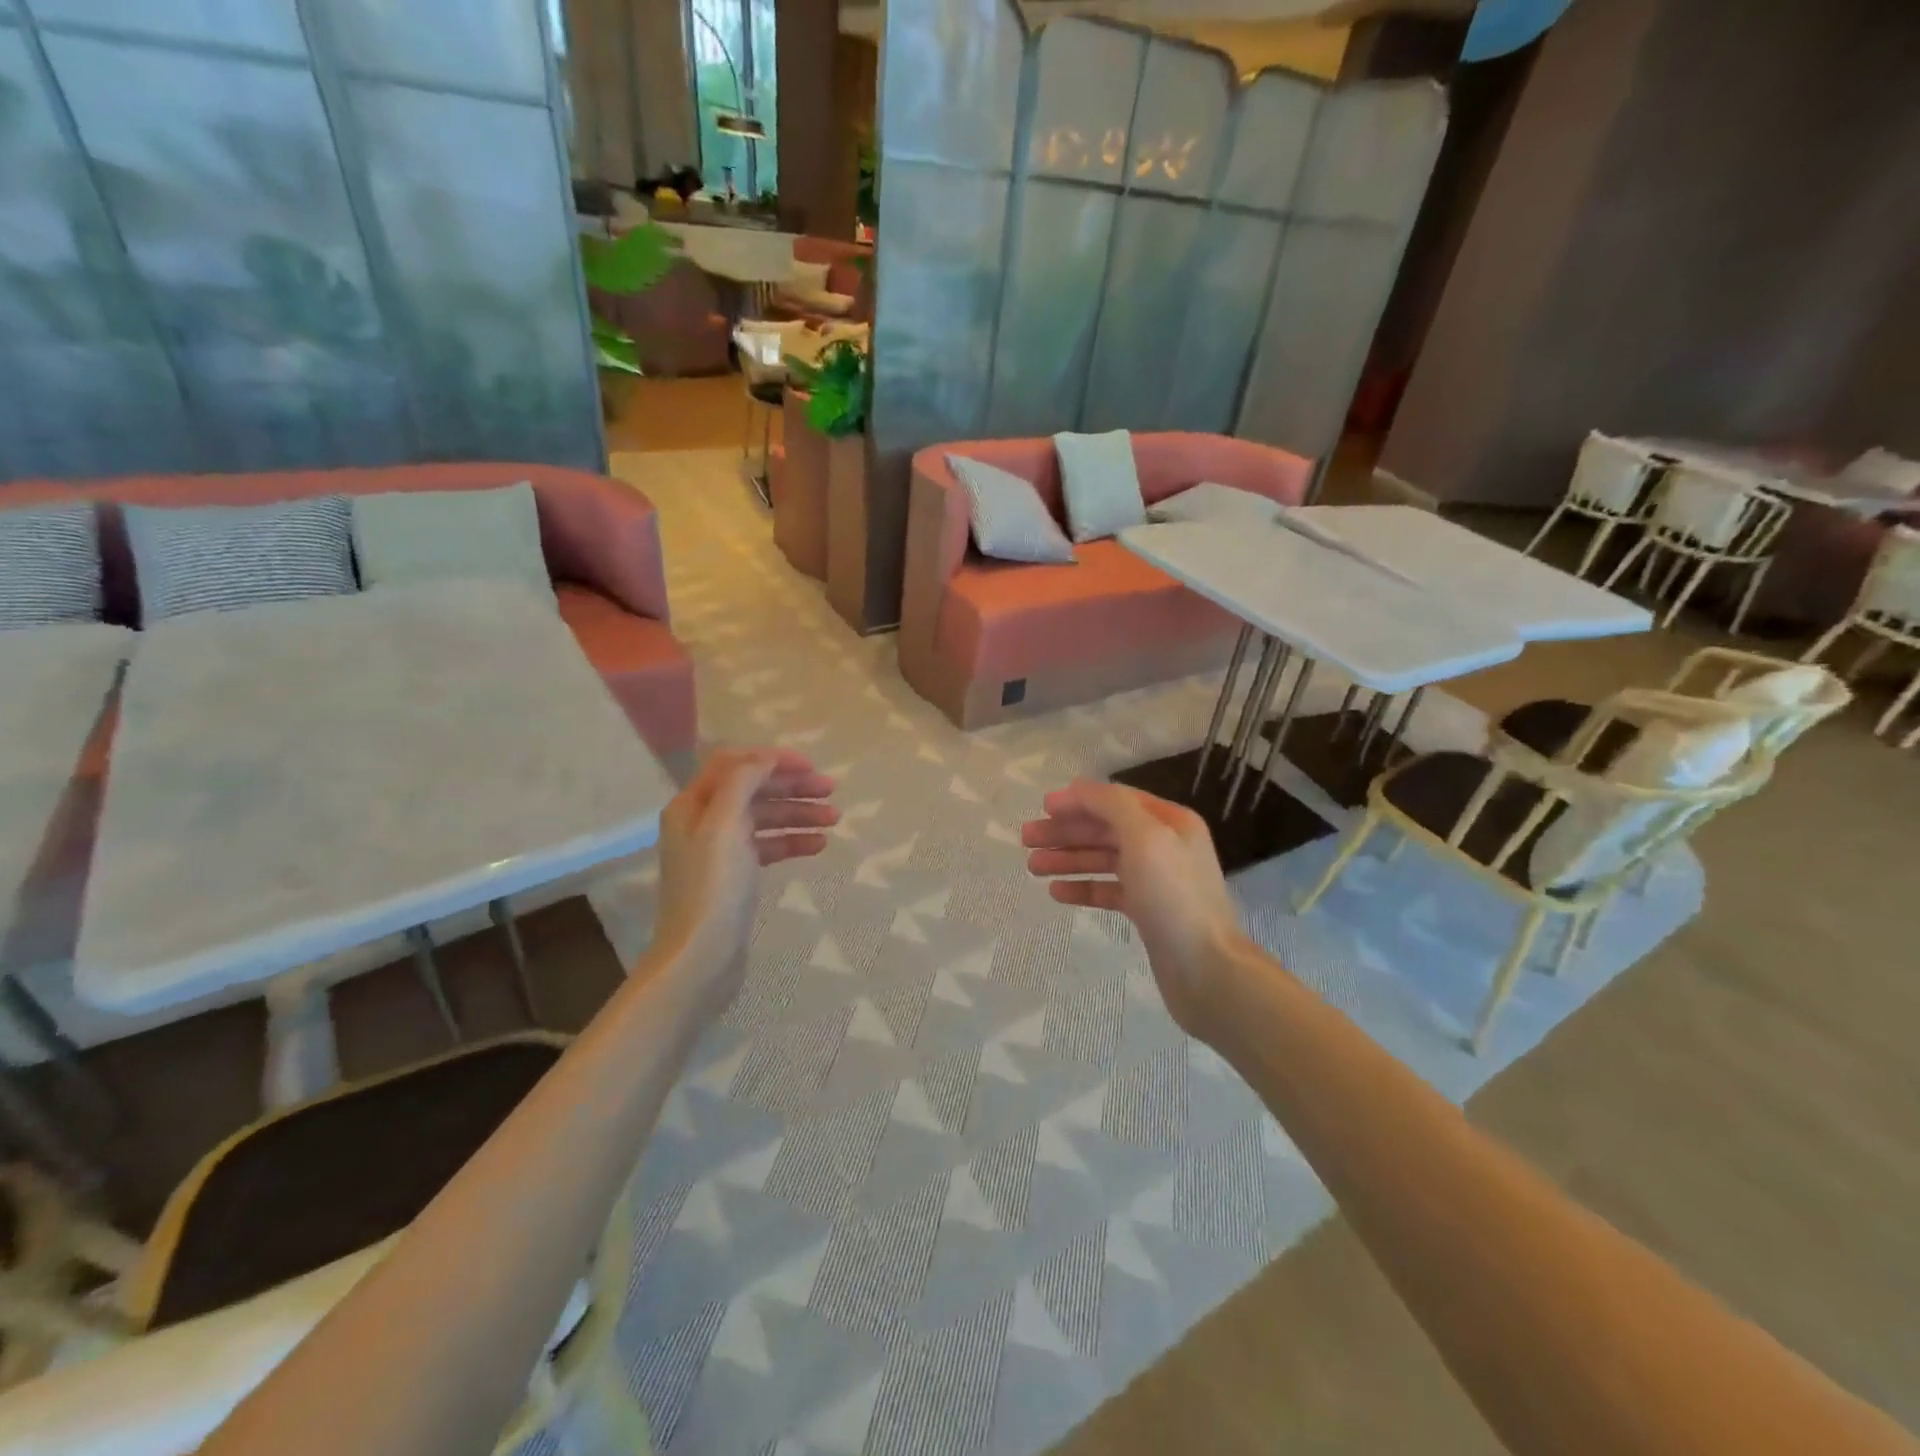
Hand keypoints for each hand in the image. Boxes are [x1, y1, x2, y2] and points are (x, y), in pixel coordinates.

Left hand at [650, 747, 836, 1014]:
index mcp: (693, 805)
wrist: (701, 958)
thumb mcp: (725, 825)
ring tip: (834, 819)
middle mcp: (703, 822)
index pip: (734, 765)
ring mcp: (720, 851)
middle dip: (792, 787)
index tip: (811, 767)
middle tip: (832, 791)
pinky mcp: (736, 877)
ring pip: (764, 819)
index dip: (772, 760)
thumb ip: (743, 782)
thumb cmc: (713, 887)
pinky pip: (768, 847)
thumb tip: (764, 758)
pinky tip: (819, 845)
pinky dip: (792, 841)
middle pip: (753, 790)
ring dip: (798, 814)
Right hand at [1022, 780, 1243, 1038]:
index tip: (1042, 808)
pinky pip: (1108, 890)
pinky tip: (1056, 891)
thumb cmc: (1174, 896)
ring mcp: (1156, 880)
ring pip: (1103, 860)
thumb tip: (1079, 789)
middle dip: (1066, 831)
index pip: (1116, 800)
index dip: (1079, 800)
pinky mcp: (1147, 911)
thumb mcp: (1144, 837)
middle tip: (1026, 839)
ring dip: (1068, 859)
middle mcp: (1164, 845)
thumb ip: (1111, 805)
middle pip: (1106, 829)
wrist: (1206, 968)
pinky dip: (1083, 887)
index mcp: (1170, 821)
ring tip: (1032, 867)